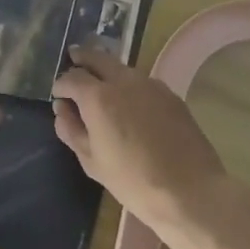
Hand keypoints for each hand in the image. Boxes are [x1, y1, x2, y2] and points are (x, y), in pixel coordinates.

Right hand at [51, 45, 228, 242]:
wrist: (190, 191)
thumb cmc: (133, 181)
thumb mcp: (92, 162)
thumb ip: (71, 130)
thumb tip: (62, 109)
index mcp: (98, 97)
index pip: (72, 77)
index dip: (61, 84)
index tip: (59, 94)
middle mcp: (123, 80)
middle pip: (97, 57)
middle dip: (82, 58)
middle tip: (73, 60)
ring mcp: (150, 84)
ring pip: (121, 67)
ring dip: (107, 70)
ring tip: (101, 84)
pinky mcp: (170, 94)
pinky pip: (142, 81)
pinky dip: (129, 84)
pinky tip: (131, 103)